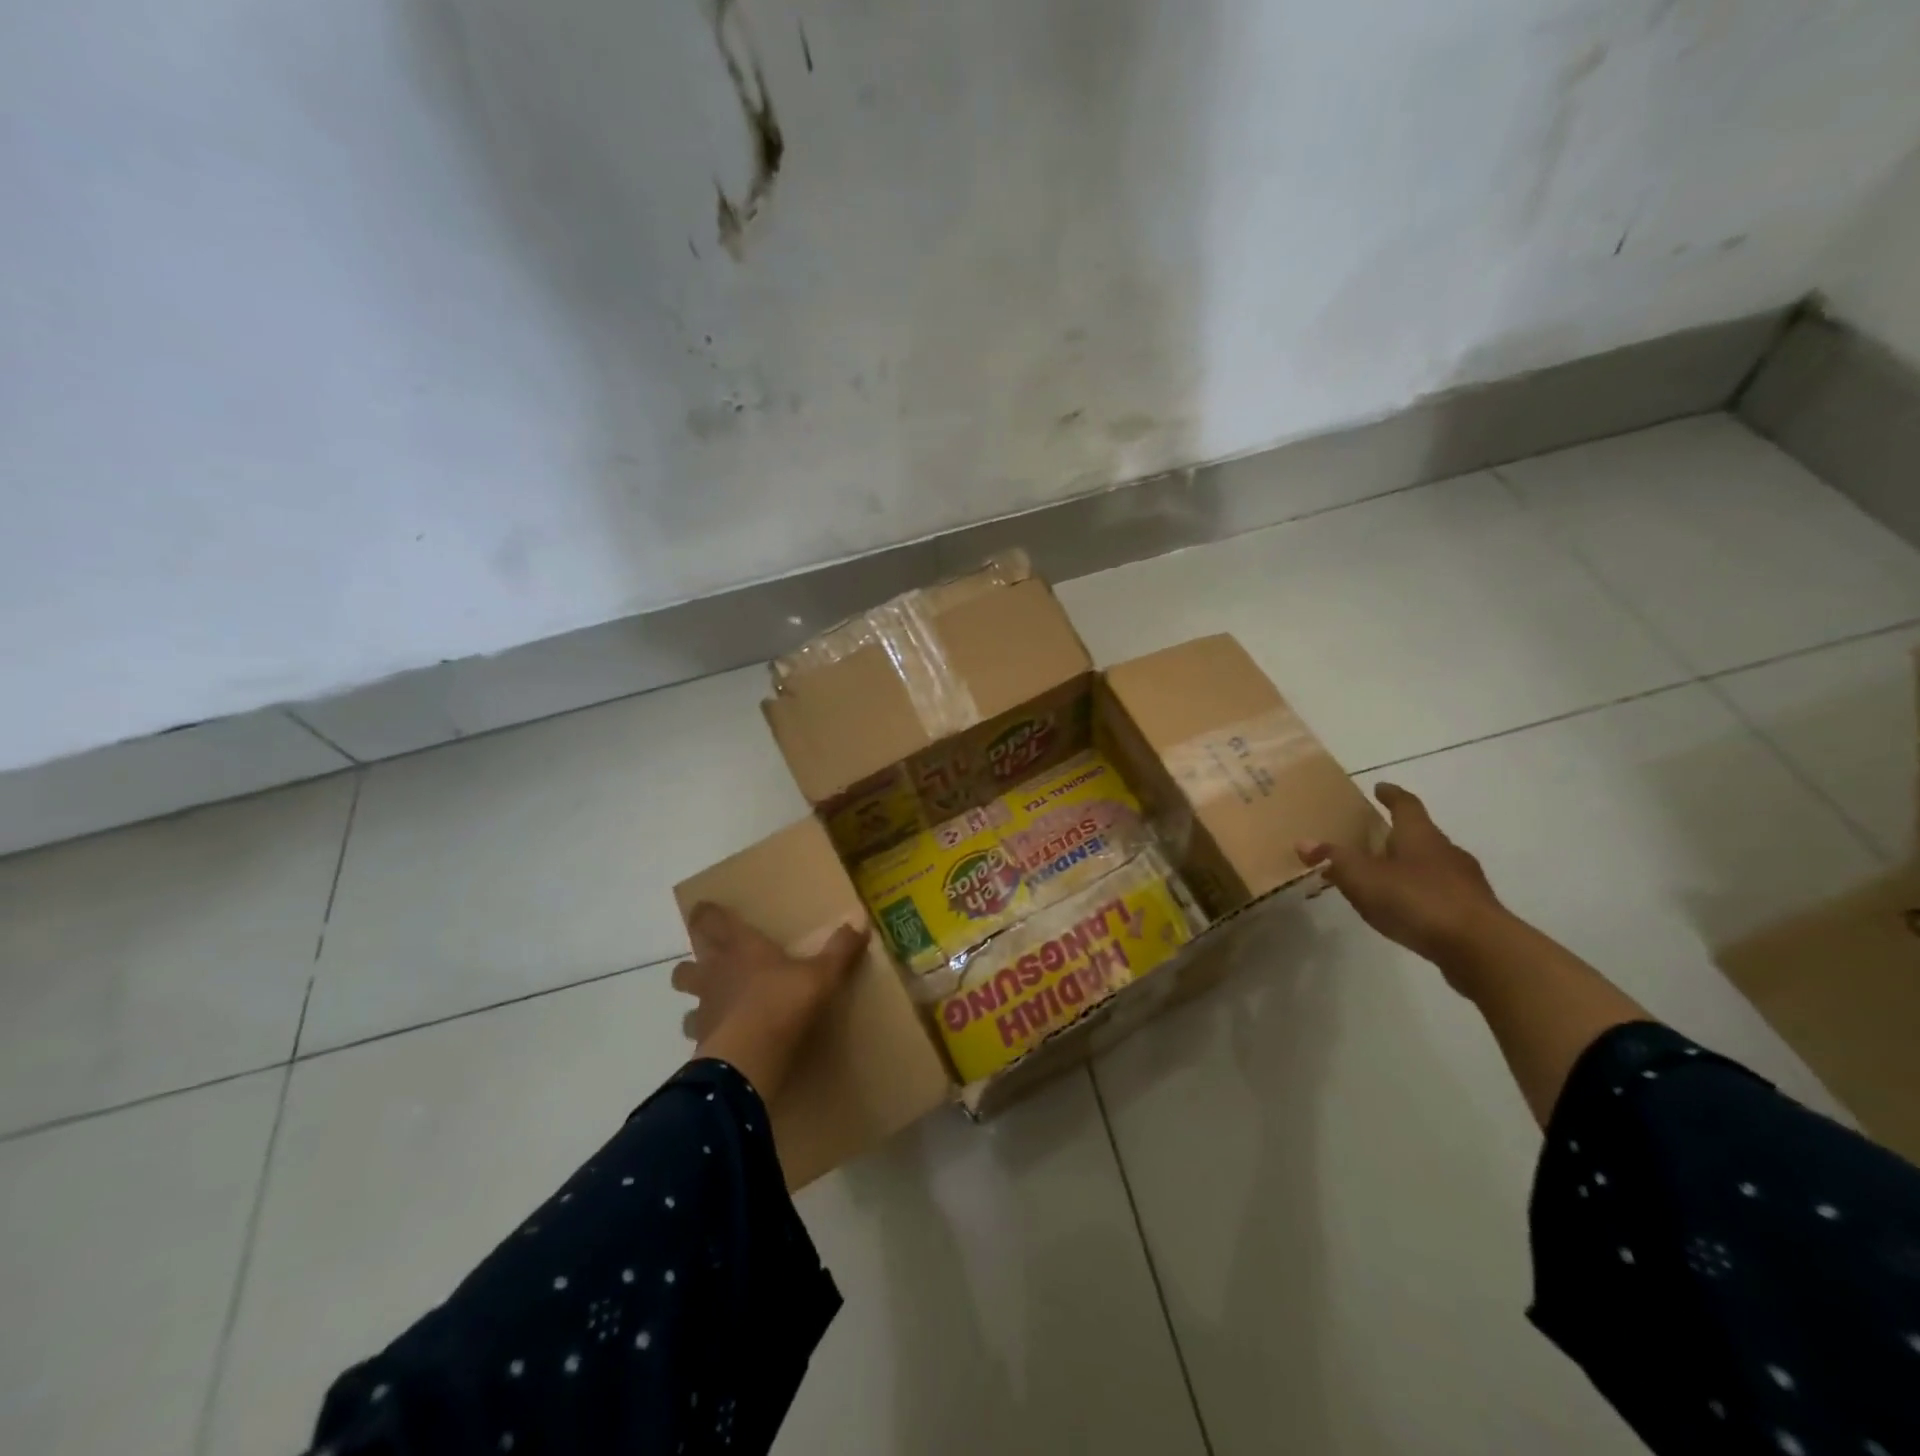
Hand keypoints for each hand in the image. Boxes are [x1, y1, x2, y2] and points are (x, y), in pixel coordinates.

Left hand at [671, 903, 869, 1102]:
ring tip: (714, 1000)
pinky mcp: (700, 1040)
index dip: (706, 913)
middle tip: (711, 957)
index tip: (705, 908)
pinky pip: (695, 1030)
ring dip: (695, 994)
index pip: (711, 920)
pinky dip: (705, 1030)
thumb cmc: (783, 1003)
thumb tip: (860, 925)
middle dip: (695, 957)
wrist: (748, 1058)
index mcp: (740, 947)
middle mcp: (714, 972)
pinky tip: (721, 1036)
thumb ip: (839, 950)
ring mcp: (704, 1007)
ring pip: (685, 994)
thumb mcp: (821, 975)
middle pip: (688, 960)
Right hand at [1297, 783, 1507, 969]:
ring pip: (1430, 865)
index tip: (1379, 788)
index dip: (1391, 795)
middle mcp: (1446, 850)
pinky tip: (1404, 910)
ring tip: (1380, 880)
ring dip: (1406, 867)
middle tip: (1369, 840)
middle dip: (1395, 835)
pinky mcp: (1472, 911)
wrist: (1480, 948)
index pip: (1405, 804)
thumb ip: (1334, 859)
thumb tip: (1303, 842)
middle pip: (1419, 834)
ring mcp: (1464, 881)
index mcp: (1420, 835)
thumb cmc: (1417, 900)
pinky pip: (1439, 893)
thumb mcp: (1363, 878)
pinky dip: (1419, 894)